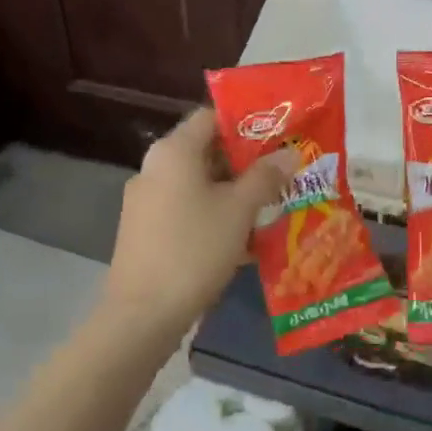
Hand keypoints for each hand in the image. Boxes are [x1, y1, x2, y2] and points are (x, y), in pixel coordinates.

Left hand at [101, 108, 295, 337]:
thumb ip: (265, 177)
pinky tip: (244, 238)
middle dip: (245, 162)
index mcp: (173, 152)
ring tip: (271, 205)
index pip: (210, 116)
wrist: (143, 314)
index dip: (245, 121)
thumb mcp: (239, 210)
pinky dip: (214, 215)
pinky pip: (186, 210)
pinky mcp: (146, 231)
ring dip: (233, 192)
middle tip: (283, 172)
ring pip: (198, 184)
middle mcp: (154, 168)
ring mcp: (146, 201)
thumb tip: (288, 155)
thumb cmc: (195, 249)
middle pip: (205, 151)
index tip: (278, 134)